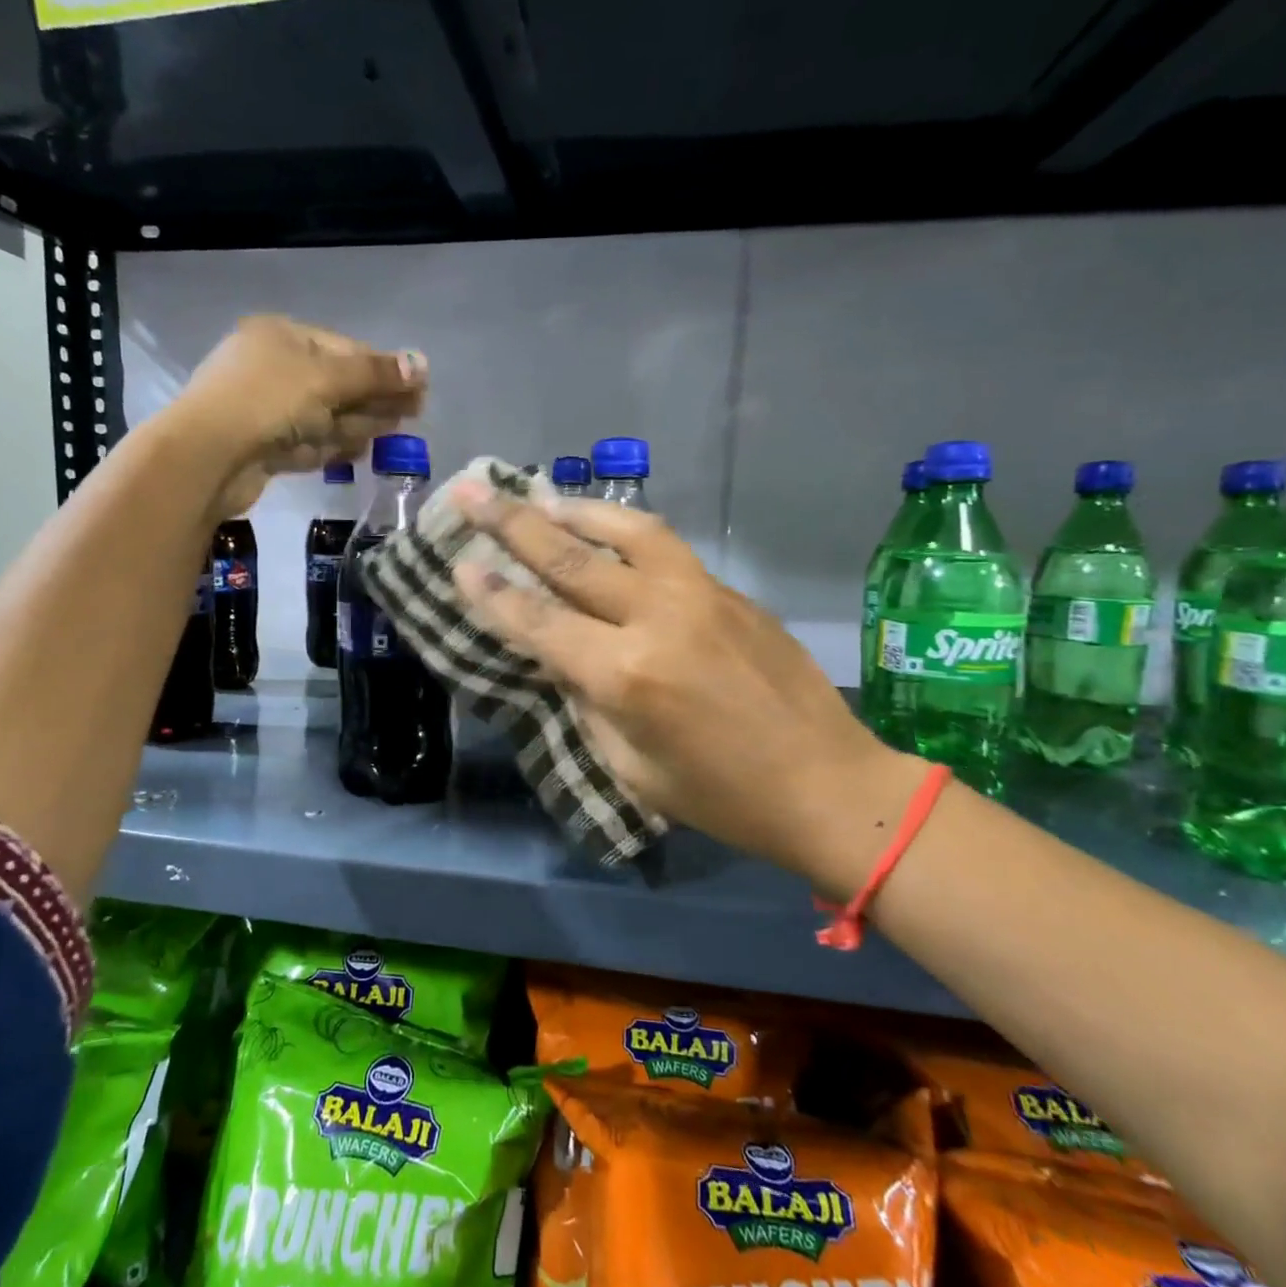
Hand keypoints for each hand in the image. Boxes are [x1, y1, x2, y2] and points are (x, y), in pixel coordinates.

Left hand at [170, 315, 426, 516]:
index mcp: (282, 336)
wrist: (206, 456)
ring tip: (387, 436)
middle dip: (371, 400)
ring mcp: (265, 409)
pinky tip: (351, 453)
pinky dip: (327, 447)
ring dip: (353, 425)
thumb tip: (421, 364)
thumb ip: (376, 374)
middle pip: (336, 384)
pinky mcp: (262, 446)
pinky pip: (304, 442)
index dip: (383, 370)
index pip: (345, 349)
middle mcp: (272, 367)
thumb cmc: (267, 401)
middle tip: (410, 415)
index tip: (418, 390)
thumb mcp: (327, 379)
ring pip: (322, 417)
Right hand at [448, 488, 925, 890]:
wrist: (828, 784)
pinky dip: (627, 533)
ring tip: (541, 496)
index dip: (492, 594)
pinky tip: (610, 534)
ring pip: (629, 530)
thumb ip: (589, 704)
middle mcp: (658, 617)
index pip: (540, 622)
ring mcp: (701, 595)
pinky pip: (667, 550)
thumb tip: (567, 659)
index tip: (458, 563)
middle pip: (572, 559)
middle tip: (473, 490)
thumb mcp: (632, 768)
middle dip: (513, 523)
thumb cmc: (721, 797)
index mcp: (626, 675)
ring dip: (577, 509)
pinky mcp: (732, 592)